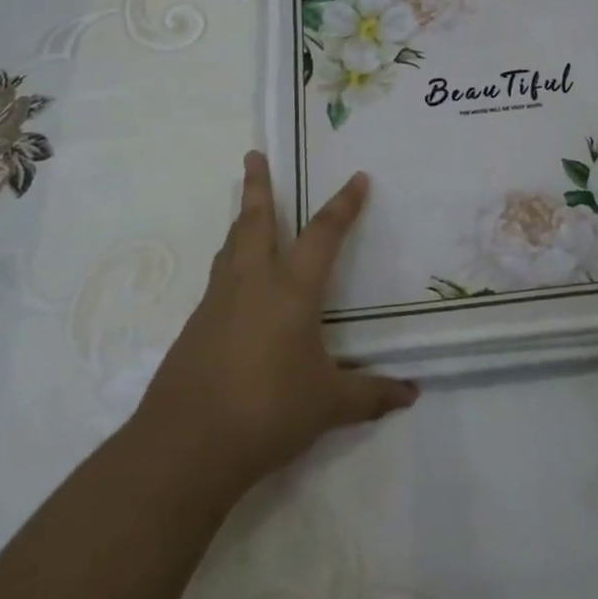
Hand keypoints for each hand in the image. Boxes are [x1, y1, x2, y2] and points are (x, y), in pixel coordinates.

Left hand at [136, 152, 417, 490]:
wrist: (186, 444)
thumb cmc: (268, 411)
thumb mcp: (329, 404)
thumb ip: (371, 394)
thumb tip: (411, 393)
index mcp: (292, 288)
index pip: (324, 234)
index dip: (343, 205)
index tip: (357, 178)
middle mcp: (253, 282)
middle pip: (254, 220)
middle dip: (258, 184)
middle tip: (253, 154)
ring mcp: (218, 301)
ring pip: (231, 245)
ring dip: (241, 220)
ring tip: (246, 209)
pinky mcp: (195, 325)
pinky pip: (218, 277)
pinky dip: (230, 262)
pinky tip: (236, 283)